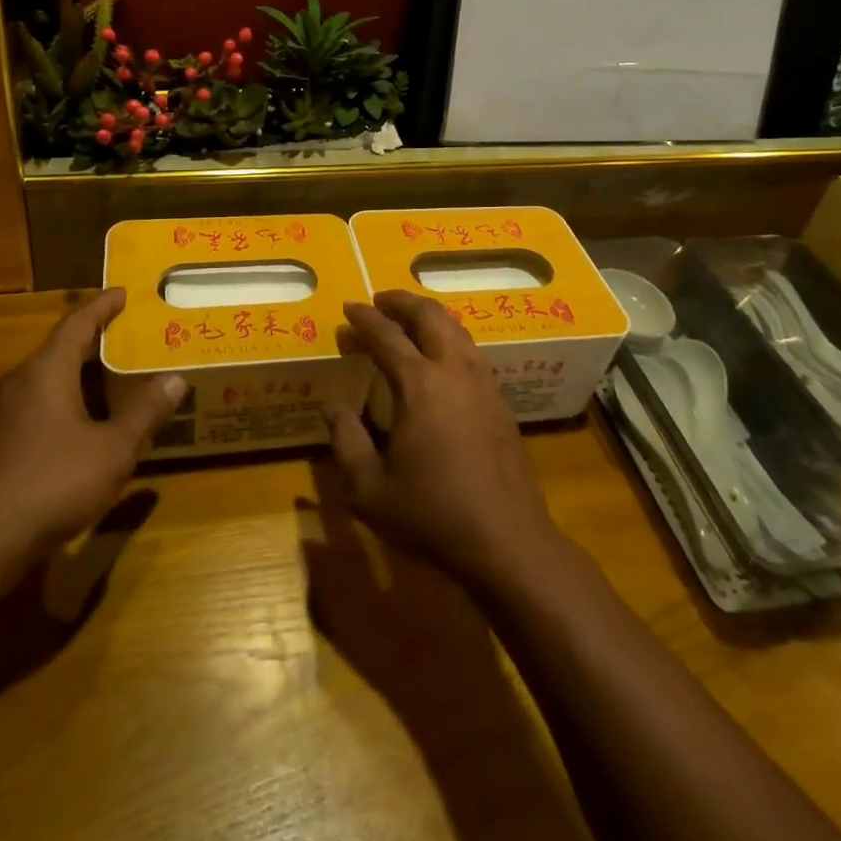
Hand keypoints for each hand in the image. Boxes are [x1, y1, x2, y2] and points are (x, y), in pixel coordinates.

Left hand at [0, 290, 183, 580]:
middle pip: (62, 351)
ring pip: (50, 383)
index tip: (124, 292)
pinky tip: (89, 430)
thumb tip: (175, 379)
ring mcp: (2, 416)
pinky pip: (40, 409)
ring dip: (84, 379)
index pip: (77, 323)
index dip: (103, 306)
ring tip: (120, 382)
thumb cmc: (50, 483)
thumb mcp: (112, 449)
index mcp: (46, 371)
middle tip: (135, 340)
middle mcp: (20, 384)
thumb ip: (145, 413)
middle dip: (98, 344)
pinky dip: (69, 406)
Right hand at [326, 291, 562, 588]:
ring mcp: (483, 383)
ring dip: (430, 316)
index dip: (365, 319)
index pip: (387, 336)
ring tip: (409, 319)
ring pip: (457, 329)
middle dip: (402, 302)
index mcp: (419, 385)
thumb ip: (347, 443)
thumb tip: (333, 409)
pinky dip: (450, 338)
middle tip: (380, 299)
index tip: (349, 307)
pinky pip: (471, 351)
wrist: (507, 541)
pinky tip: (441, 356)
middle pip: (430, 317)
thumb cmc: (432, 514)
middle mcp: (454, 371)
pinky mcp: (501, 401)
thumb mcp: (370, 489)